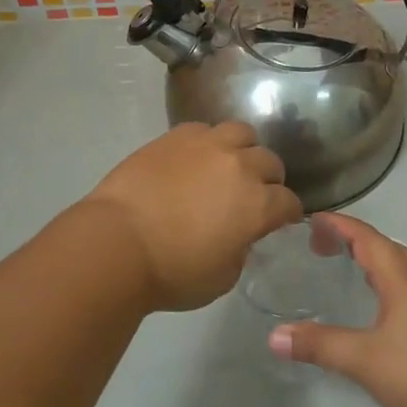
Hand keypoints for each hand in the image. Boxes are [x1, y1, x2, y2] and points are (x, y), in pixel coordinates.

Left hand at [83, 122, 303, 311]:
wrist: (117, 243)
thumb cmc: (171, 273)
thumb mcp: (223, 277)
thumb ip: (241, 249)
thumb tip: (239, 234)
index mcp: (258, 204)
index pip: (289, 202)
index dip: (287, 214)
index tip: (280, 221)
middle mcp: (240, 166)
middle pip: (270, 162)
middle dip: (268, 179)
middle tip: (253, 194)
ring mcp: (207, 145)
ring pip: (242, 132)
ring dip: (242, 149)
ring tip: (228, 165)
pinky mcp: (176, 136)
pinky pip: (204, 129)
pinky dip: (207, 142)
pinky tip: (195, 158)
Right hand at [268, 212, 406, 406]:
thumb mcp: (363, 360)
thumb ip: (319, 345)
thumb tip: (274, 337)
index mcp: (403, 276)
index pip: (366, 237)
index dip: (339, 226)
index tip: (312, 221)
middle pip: (388, 245)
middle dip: (355, 241)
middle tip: (325, 250)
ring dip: (384, 257)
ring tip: (362, 271)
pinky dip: (402, 275)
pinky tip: (394, 303)